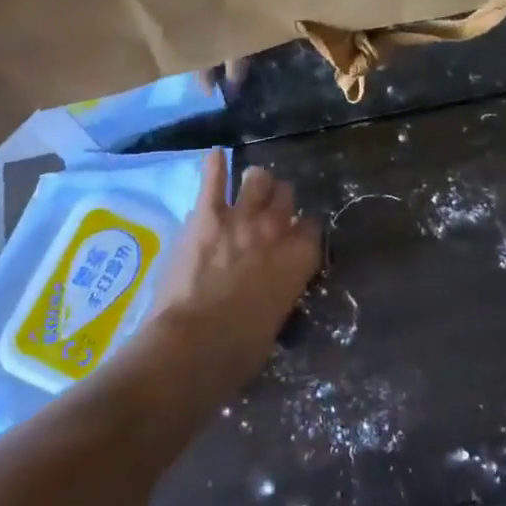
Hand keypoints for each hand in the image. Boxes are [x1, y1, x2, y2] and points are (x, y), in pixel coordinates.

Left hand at [151, 150, 321, 385]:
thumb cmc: (239, 350)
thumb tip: (273, 286)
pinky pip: (213, 179)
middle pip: (286, 196)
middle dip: (279, 202)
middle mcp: (277, 229)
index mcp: (301, 258)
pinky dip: (215, 166)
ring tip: (248, 188)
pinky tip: (215, 155)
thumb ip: (280, 290)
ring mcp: (241, 217)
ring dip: (254, 184)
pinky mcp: (206, 215)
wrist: (193, 345)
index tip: (293, 239)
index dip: (302, 231)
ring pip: (257, 179)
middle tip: (267, 214)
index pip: (313, 227)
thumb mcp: (276, 320)